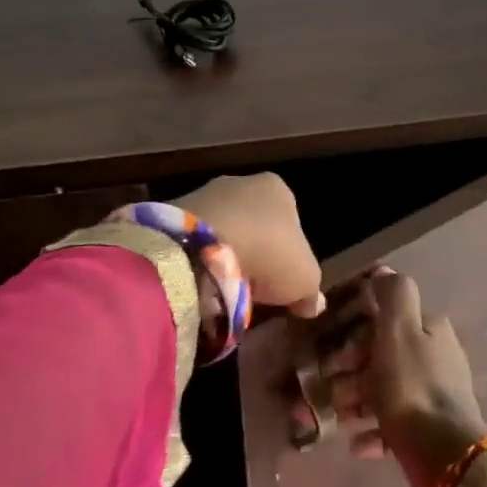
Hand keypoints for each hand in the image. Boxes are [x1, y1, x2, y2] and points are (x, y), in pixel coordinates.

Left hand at [173, 174, 326, 317]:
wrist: (202, 247)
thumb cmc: (267, 254)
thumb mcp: (305, 279)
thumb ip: (310, 290)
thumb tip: (313, 303)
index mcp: (277, 189)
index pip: (290, 220)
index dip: (288, 252)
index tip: (282, 280)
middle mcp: (240, 182)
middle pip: (254, 222)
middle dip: (254, 250)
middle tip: (252, 286)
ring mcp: (203, 193)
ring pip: (222, 228)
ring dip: (224, 254)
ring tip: (223, 287)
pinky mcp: (173, 211)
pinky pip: (193, 238)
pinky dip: (197, 256)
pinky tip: (200, 279)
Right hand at [344, 270, 486, 486]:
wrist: (443, 453)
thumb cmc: (411, 386)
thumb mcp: (398, 330)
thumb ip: (393, 296)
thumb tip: (385, 270)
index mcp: (430, 330)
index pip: (386, 320)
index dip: (355, 332)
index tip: (332, 351)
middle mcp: (435, 358)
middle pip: (382, 356)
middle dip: (350, 371)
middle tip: (328, 389)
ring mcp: (432, 395)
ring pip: (384, 390)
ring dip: (355, 402)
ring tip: (337, 419)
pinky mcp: (428, 429)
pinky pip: (392, 425)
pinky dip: (371, 431)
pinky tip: (356, 443)